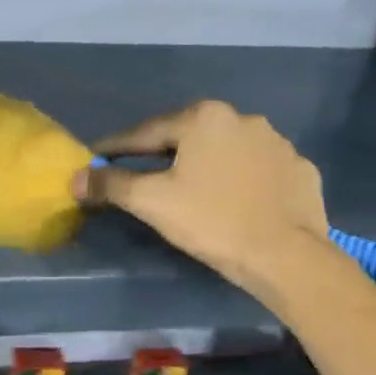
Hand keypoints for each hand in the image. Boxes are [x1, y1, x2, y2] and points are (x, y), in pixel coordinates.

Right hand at [74, 100, 330, 296]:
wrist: (286, 256)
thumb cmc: (212, 221)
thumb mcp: (152, 202)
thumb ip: (111, 184)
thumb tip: (75, 178)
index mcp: (204, 118)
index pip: (147, 132)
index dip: (117, 147)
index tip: (97, 156)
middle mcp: (243, 118)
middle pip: (188, 137)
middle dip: (163, 154)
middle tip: (143, 174)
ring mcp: (278, 143)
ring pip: (226, 151)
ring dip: (206, 165)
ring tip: (193, 189)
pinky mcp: (300, 169)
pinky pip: (258, 170)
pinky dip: (241, 180)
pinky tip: (235, 200)